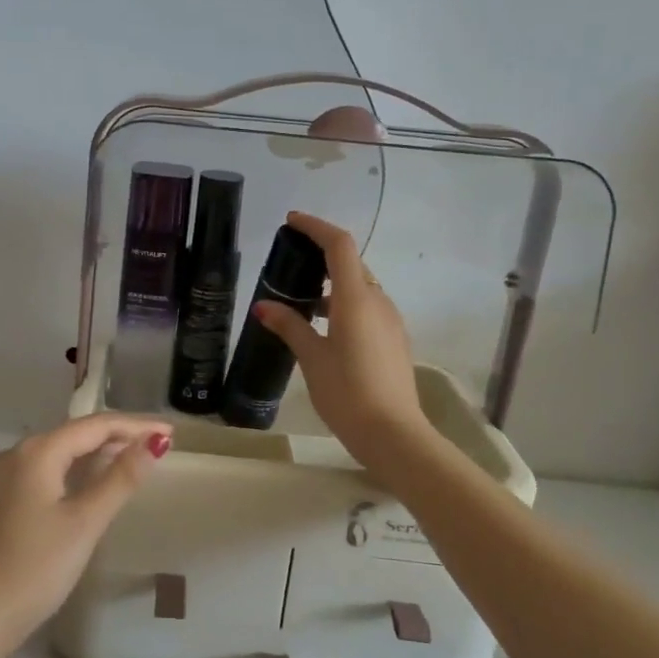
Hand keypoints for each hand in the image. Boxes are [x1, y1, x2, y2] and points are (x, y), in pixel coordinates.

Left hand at [0, 414, 171, 648]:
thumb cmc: (36, 568)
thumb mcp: (85, 522)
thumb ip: (120, 478)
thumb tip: (154, 443)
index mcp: (38, 451)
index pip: (96, 425)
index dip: (136, 426)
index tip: (170, 433)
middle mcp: (17, 452)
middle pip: (76, 433)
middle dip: (118, 436)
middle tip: (157, 444)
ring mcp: (4, 475)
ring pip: (60, 451)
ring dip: (97, 452)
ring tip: (133, 458)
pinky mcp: (0, 497)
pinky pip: (46, 469)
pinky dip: (75, 469)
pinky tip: (92, 481)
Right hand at [254, 211, 428, 458]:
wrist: (394, 435)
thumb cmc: (347, 392)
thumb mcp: (312, 358)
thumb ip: (290, 325)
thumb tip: (264, 305)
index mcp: (356, 299)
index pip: (339, 245)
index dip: (315, 227)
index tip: (291, 222)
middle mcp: (378, 302)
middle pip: (350, 264)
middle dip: (321, 256)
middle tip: (290, 265)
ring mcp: (390, 321)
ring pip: (360, 288)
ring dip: (332, 285)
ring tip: (301, 303)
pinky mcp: (394, 340)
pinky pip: (368, 308)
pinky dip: (344, 305)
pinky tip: (324, 329)